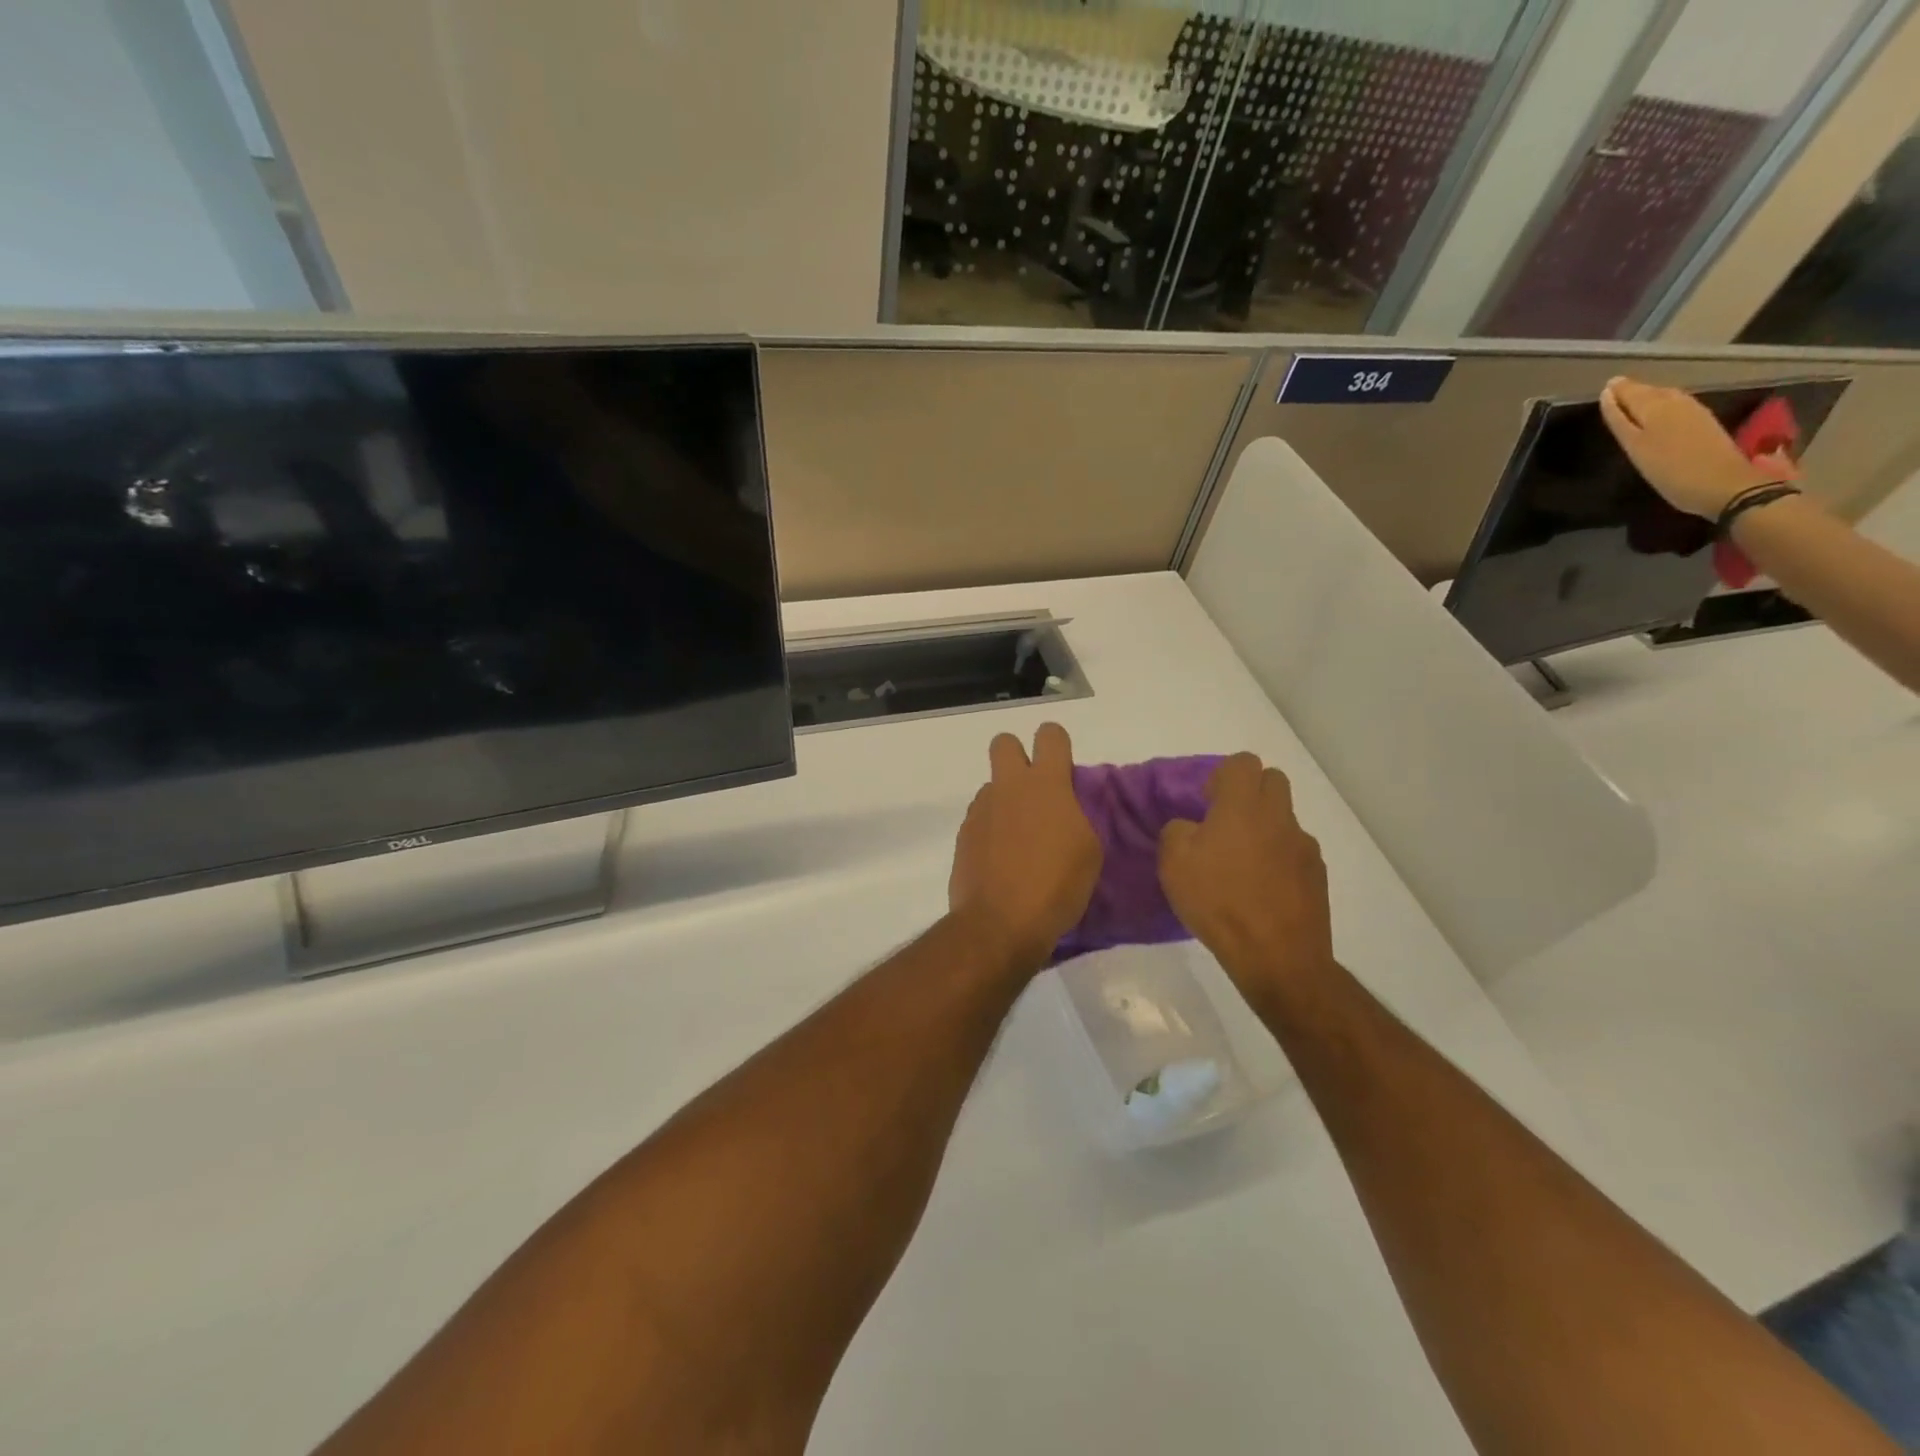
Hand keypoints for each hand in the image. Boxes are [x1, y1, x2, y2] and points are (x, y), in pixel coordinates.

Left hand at [948, 723, 1101, 971]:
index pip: (1050, 735)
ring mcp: (980, 810)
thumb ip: (1075, 816)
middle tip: (1033, 791)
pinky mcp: (963, 835)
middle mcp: (1008, 787)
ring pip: (991, 787)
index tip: (1063, 768)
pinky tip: (1001, 860)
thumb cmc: (1056, 886)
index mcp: (1046, 784)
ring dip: (1005, 801)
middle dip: (1017, 755)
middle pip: (1004, 743)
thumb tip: (1061, 809)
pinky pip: (980, 818)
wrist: (1000, 923)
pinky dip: (991, 831)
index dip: (1056, 744)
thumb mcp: (1088, 850)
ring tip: (1019, 840)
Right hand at [1158, 754, 1333, 1002]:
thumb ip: (1176, 831)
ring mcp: (1304, 846)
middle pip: (1272, 780)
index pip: (1243, 762)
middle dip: (1249, 793)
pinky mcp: (1318, 876)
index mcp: (1243, 805)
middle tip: (1224, 824)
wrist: (1276, 955)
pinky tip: (1262, 891)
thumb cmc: (1218, 901)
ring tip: (1242, 866)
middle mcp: (1279, 817)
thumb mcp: (1173, 863)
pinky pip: (1295, 852)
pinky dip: (1279, 861)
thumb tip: (1190, 827)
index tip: (1206, 803)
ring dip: (1264, 829)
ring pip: (1284, 819)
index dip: (1222, 776)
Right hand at [1599, 376, 1785, 518]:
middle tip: (1617, 388)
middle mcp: (1675, 404)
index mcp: (1654, 409)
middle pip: (1651, 392)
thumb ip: (1621, 421)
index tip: (1606, 387)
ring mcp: (1694, 412)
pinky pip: (1680, 403)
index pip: (1631, 394)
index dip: (1618, 391)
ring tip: (1636, 396)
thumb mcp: (1636, 448)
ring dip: (1650, 394)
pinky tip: (1662, 407)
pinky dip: (1666, 401)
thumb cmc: (1669, 471)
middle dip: (1634, 389)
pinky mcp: (1705, 422)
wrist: (1722, 483)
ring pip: (1667, 395)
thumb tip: (1608, 396)